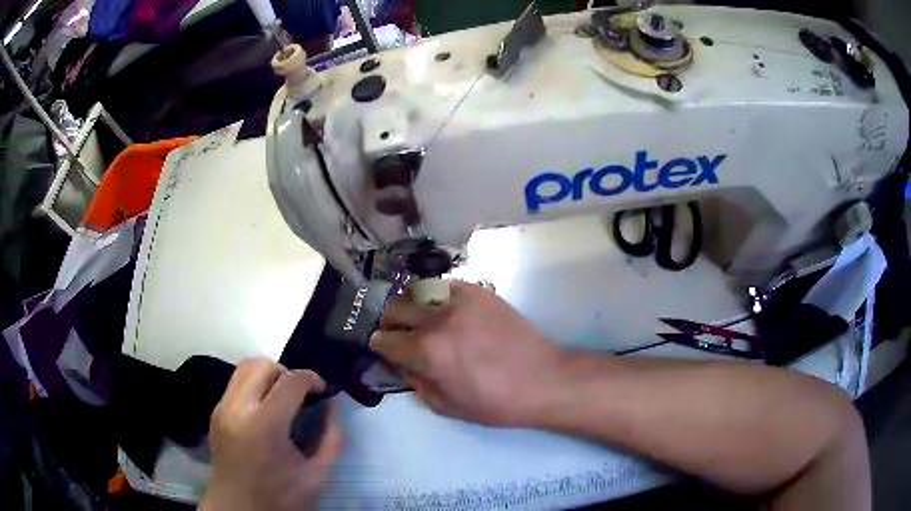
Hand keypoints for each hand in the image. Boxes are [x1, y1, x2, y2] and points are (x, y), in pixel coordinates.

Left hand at [200, 359, 341, 510]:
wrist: (237, 508)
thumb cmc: (279, 497)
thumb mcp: (315, 475)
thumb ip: (330, 439)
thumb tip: (333, 407)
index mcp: (265, 426)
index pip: (290, 381)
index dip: (311, 379)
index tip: (322, 391)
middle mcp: (238, 408)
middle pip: (262, 364)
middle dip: (287, 373)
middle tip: (300, 396)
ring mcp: (222, 408)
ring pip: (244, 367)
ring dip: (268, 375)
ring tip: (281, 399)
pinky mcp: (215, 412)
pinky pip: (236, 383)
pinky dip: (254, 386)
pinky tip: (264, 411)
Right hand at [370, 281, 565, 426]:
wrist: (541, 379)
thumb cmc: (493, 402)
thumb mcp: (445, 406)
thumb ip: (414, 381)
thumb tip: (399, 361)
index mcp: (427, 352)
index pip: (385, 341)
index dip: (379, 347)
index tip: (383, 349)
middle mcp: (438, 320)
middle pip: (395, 309)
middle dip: (390, 323)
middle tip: (399, 334)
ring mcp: (460, 300)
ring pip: (417, 292)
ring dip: (410, 306)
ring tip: (419, 319)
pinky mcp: (479, 291)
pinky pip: (444, 286)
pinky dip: (435, 297)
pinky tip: (443, 310)